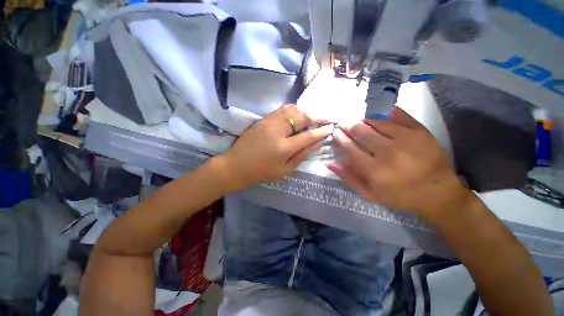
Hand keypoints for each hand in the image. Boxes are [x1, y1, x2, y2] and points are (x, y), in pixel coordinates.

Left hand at [220, 104, 332, 189]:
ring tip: (313, 117)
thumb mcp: (285, 170)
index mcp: (284, 148)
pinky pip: (282, 109)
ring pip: (292, 109)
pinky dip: (293, 109)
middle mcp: (278, 131)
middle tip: (325, 119)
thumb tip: (317, 143)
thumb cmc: (262, 172)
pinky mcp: (263, 119)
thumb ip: (302, 155)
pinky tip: (298, 114)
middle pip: (302, 117)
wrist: (237, 165)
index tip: (331, 128)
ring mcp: (269, 122)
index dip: (321, 131)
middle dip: (316, 117)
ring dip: (305, 111)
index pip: (308, 136)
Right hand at [328, 107, 471, 219]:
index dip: (341, 138)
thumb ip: (349, 178)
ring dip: (364, 119)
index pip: (350, 148)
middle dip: (349, 125)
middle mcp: (389, 152)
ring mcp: (406, 139)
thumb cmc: (400, 196)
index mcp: (375, 170)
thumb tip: (330, 163)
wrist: (439, 193)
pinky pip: (398, 115)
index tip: (336, 132)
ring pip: (377, 121)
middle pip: (362, 131)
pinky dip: (385, 112)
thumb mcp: (370, 194)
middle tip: (344, 123)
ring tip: (358, 119)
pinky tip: (377, 113)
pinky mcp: (420, 131)